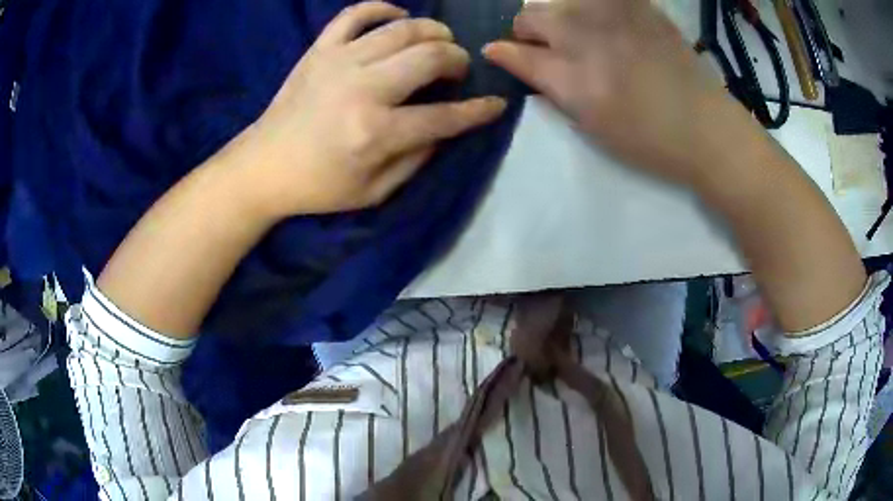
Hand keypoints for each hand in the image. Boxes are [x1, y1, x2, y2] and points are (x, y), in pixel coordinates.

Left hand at [244, 1, 505, 216]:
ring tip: (439, 42)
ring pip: (403, 28)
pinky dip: (382, 8)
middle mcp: (363, 88)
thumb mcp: (374, 192)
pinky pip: (355, 13)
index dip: (479, 111)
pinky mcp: (320, 50)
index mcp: (377, 131)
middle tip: (459, 69)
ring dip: (433, 31)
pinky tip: (397, 17)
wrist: (263, 167)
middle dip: (458, 59)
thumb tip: (444, 127)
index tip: (497, 103)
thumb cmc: (318, 186)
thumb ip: (416, 160)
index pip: (445, 115)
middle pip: (431, 56)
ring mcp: (339, 61)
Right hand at [483, 0, 750, 185]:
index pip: (515, 52)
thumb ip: (550, 87)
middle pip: (531, 16)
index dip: (504, 53)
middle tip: (548, 47)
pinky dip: (593, 10)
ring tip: (582, 35)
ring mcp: (612, 15)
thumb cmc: (648, 139)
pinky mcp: (638, 6)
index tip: (501, 53)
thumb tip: (518, 61)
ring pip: (560, 2)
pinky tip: (608, 27)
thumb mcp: (590, 124)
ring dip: (559, 17)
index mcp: (572, 78)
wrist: (706, 127)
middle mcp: (585, 37)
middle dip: (529, 31)